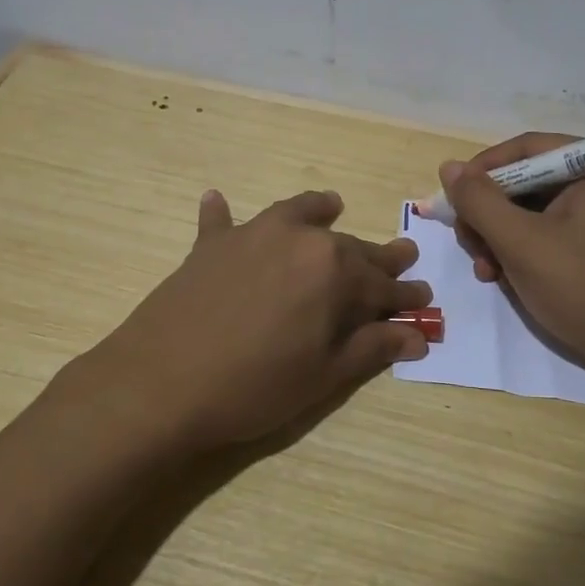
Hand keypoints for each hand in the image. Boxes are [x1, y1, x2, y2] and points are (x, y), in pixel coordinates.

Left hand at [85, 188, 431, 451]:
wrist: (160, 384)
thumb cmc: (254, 386)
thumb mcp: (323, 375)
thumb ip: (372, 347)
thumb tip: (418, 335)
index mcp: (334, 270)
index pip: (382, 284)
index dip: (404, 296)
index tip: (424, 300)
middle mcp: (298, 239)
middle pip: (348, 247)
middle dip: (378, 257)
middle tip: (402, 256)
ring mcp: (251, 235)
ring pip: (295, 213)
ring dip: (318, 211)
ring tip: (332, 205)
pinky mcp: (210, 246)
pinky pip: (221, 220)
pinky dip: (223, 213)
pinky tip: (217, 199)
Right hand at [439, 133, 584, 377]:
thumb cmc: (583, 287)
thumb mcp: (520, 242)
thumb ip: (479, 201)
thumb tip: (449, 167)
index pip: (526, 149)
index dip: (482, 171)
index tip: (453, 201)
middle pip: (528, 182)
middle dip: (491, 214)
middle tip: (470, 245)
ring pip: (536, 212)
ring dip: (502, 238)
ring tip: (487, 272)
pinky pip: (554, 234)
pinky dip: (526, 251)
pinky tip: (508, 279)